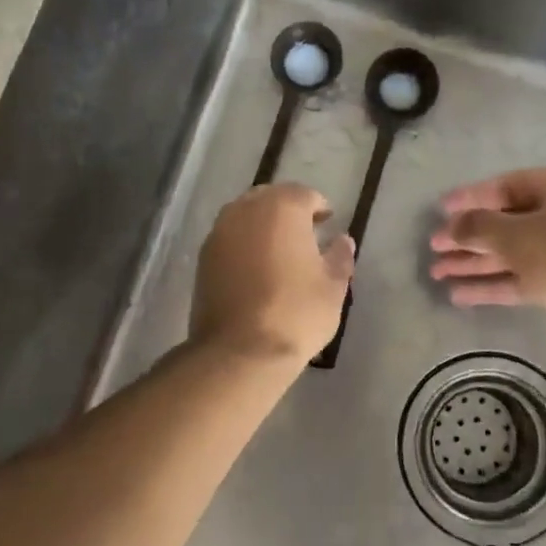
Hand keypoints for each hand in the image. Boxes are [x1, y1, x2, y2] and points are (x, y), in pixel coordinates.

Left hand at [191, 184, 354, 365]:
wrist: (240, 350)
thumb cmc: (296, 313)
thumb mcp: (332, 287)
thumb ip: (339, 257)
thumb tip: (343, 240)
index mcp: (282, 207)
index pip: (304, 195)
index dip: (319, 207)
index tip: (327, 223)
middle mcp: (246, 210)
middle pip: (270, 198)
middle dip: (287, 210)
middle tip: (304, 233)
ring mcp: (219, 232)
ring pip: (244, 215)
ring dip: (262, 224)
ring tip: (279, 250)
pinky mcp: (203, 257)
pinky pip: (228, 238)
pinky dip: (243, 243)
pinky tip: (255, 266)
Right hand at [429, 167, 545, 371]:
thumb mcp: (519, 237)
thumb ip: (479, 228)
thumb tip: (452, 226)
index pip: (507, 185)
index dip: (470, 198)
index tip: (439, 211)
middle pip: (509, 221)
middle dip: (469, 237)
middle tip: (434, 250)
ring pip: (516, 253)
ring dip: (478, 264)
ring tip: (438, 275)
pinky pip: (528, 278)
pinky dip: (497, 284)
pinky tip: (463, 295)